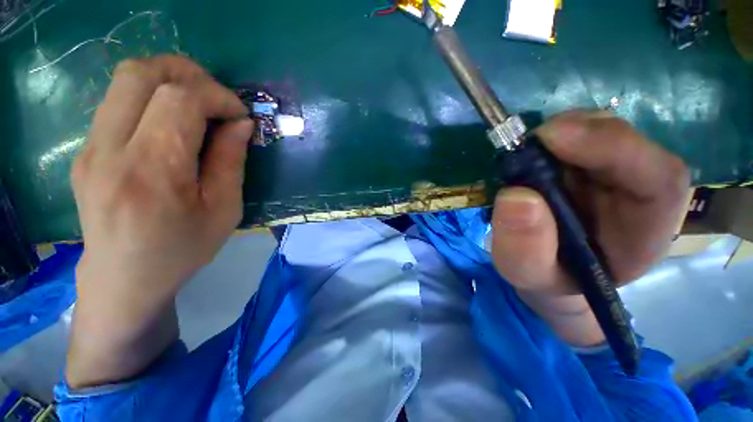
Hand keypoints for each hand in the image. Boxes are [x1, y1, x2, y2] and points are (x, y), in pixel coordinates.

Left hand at [67, 55, 253, 386]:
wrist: (124, 278)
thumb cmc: (182, 249)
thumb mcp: (224, 210)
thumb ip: (231, 161)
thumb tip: (241, 124)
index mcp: (152, 172)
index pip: (179, 99)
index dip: (217, 95)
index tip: (240, 114)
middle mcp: (110, 151)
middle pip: (141, 73)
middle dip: (189, 73)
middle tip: (217, 98)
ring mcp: (91, 148)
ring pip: (125, 80)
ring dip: (170, 81)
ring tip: (199, 107)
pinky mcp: (86, 150)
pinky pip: (119, 102)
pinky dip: (152, 98)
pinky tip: (172, 125)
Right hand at [490, 111, 689, 345]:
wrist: (547, 267)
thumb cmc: (547, 276)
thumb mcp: (529, 275)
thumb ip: (524, 250)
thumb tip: (515, 197)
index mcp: (645, 228)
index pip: (658, 177)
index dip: (613, 147)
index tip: (553, 138)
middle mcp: (637, 188)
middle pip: (625, 140)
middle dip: (576, 132)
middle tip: (527, 143)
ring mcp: (610, 169)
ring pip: (597, 130)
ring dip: (557, 134)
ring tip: (522, 156)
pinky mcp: (584, 162)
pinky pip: (572, 137)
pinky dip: (545, 141)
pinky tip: (527, 157)